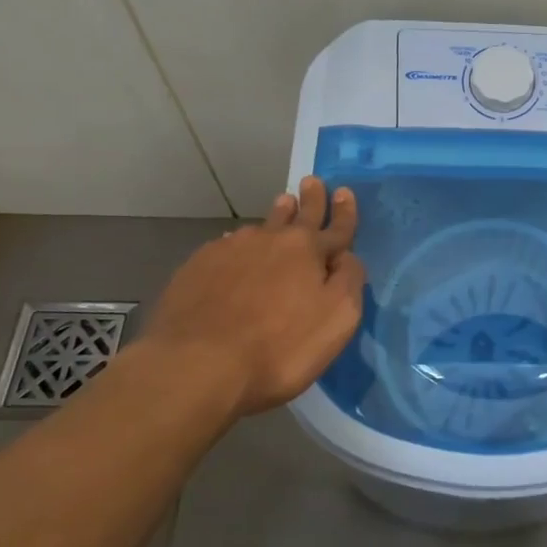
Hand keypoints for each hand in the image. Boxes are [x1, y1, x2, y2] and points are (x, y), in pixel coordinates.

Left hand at [136, 177, 366, 416]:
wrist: (196, 365)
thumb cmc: (279, 347)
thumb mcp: (337, 319)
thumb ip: (350, 281)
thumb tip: (346, 257)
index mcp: (308, 250)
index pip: (336, 227)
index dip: (344, 212)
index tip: (344, 192)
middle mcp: (271, 239)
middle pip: (297, 214)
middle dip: (309, 199)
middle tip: (311, 181)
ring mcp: (230, 250)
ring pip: (261, 226)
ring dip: (276, 216)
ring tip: (281, 205)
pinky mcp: (197, 267)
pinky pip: (227, 246)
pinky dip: (239, 245)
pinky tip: (236, 250)